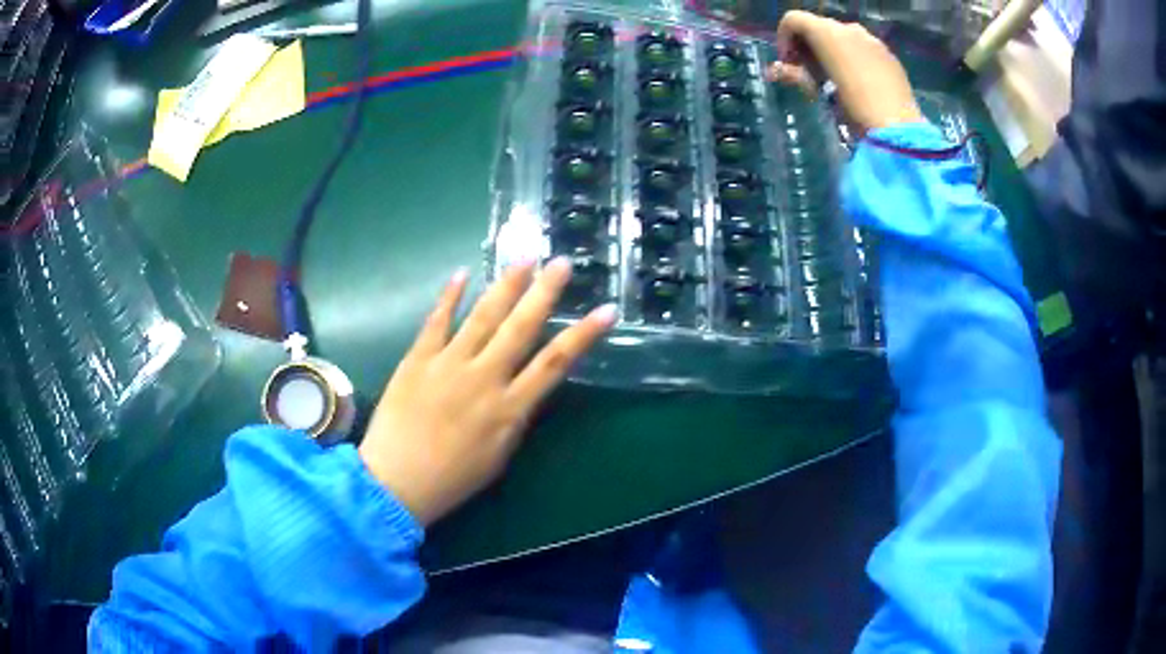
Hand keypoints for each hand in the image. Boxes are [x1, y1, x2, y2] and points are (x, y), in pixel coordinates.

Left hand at [358, 258, 616, 525]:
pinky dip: (449, 297)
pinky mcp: (417, 359)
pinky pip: (436, 322)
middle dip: (545, 292)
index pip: (555, 362)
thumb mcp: (499, 456)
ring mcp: (448, 364)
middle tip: (562, 262)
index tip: (606, 310)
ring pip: (483, 316)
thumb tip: (526, 387)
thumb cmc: (452, 479)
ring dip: (506, 285)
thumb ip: (515, 417)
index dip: (583, 334)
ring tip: (524, 258)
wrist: (395, 482)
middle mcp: (483, 378)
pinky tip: (462, 273)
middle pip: (521, 327)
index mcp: (509, 408)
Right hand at [766, 10, 922, 135]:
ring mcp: (872, 40)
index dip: (784, 38)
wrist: (897, 129)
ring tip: (834, 78)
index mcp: (827, 32)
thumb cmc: (853, 109)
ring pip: (842, 36)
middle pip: (818, 26)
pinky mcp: (889, 55)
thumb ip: (795, 75)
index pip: (793, 20)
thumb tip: (772, 71)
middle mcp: (849, 28)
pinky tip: (858, 82)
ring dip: (830, 50)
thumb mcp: (819, 92)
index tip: (788, 63)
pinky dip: (853, 57)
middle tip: (808, 72)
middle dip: (808, 45)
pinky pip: (863, 47)